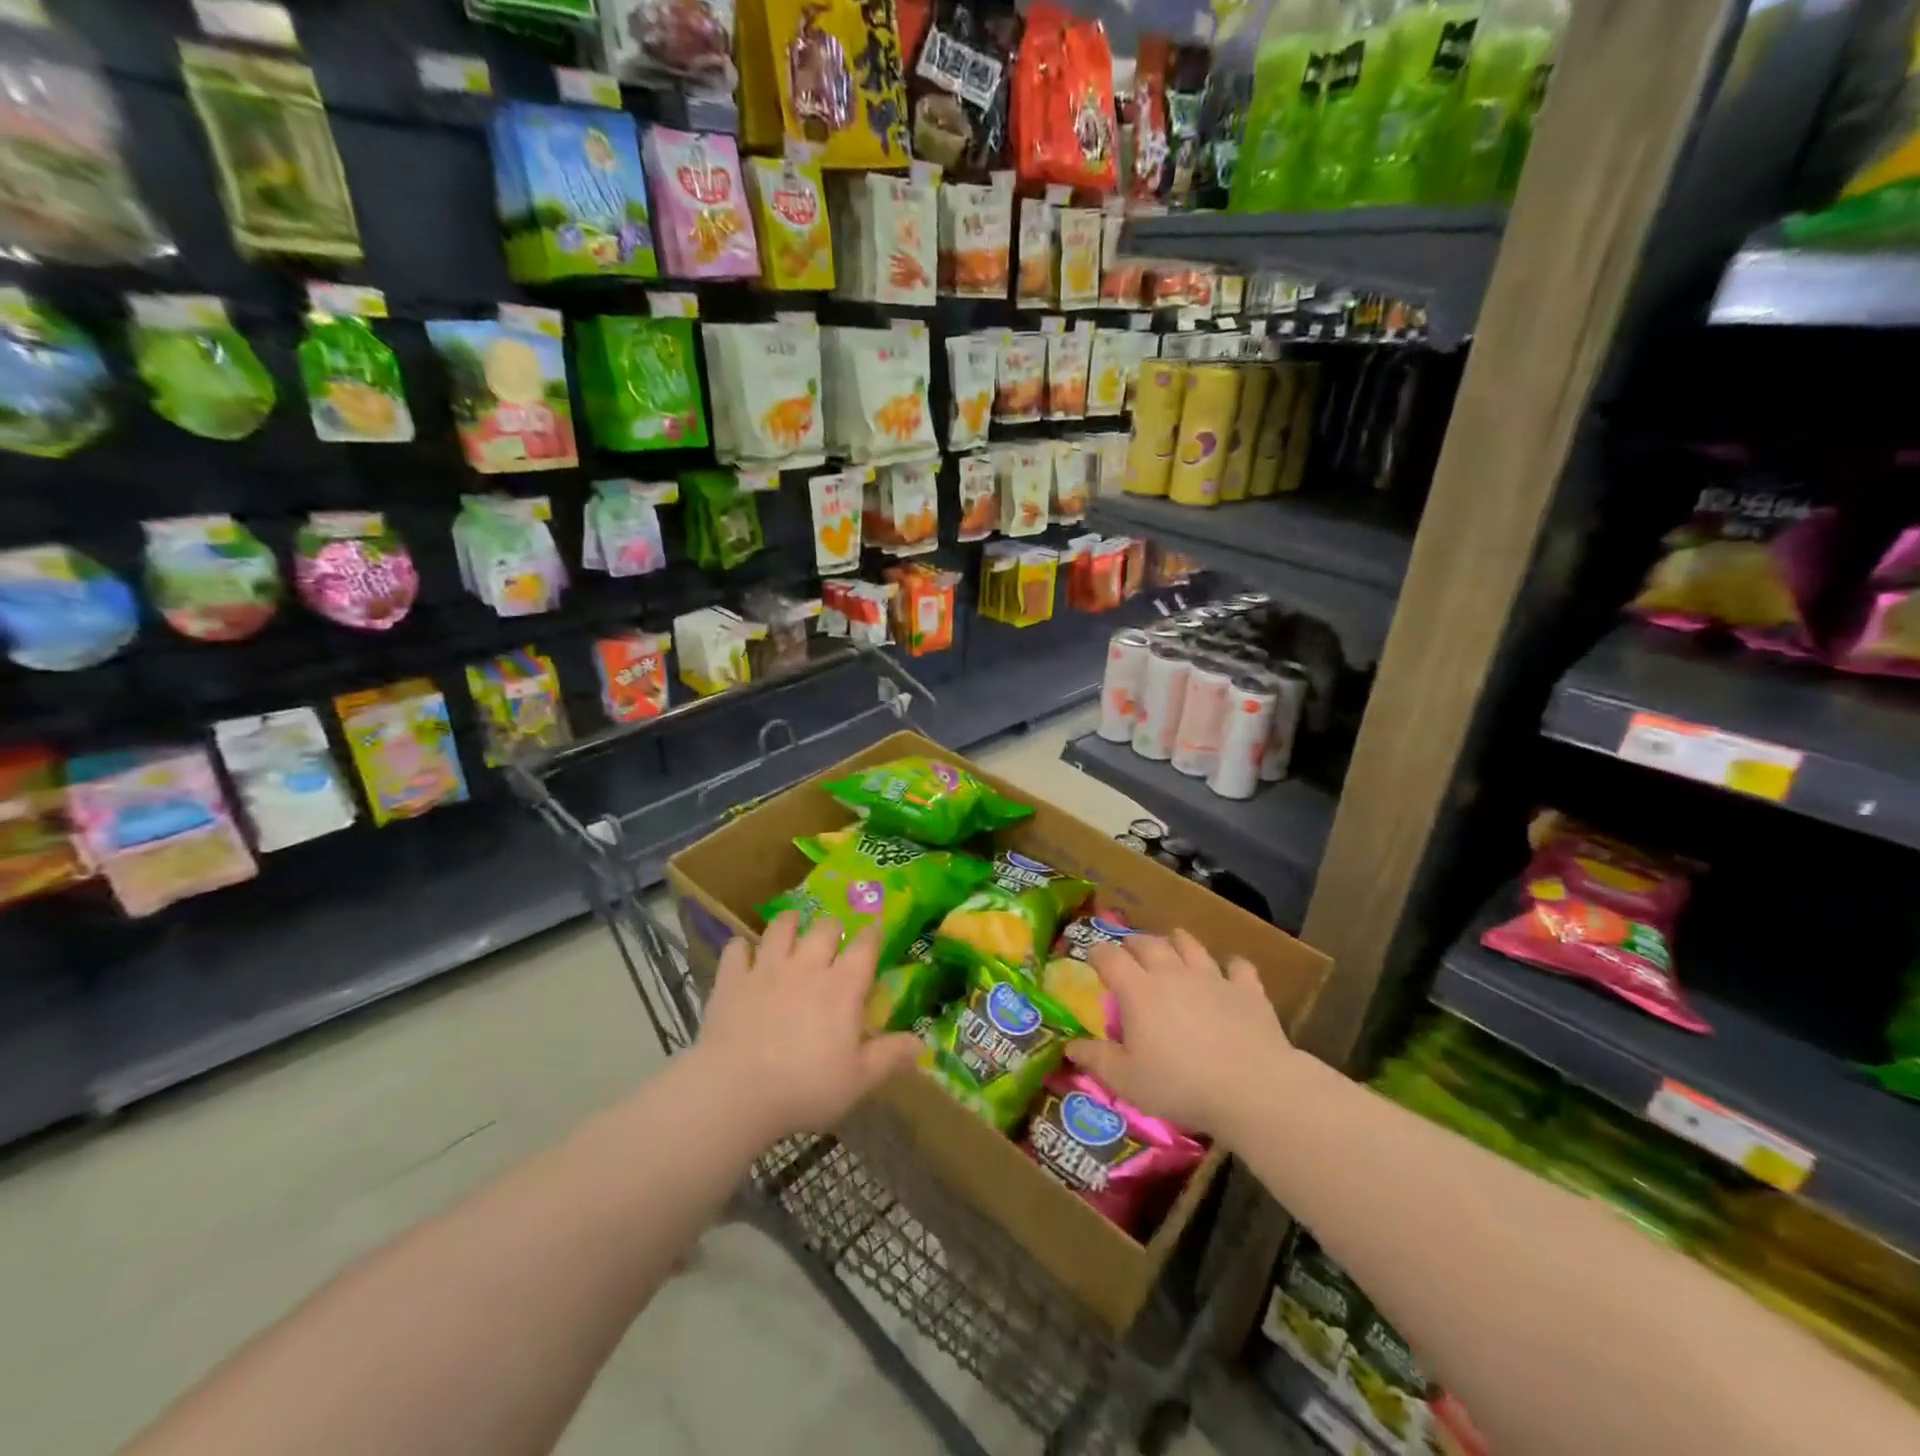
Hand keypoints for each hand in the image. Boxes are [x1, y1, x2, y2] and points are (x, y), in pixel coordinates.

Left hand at [694, 912, 921, 1141]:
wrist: (735, 1091)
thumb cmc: (805, 1087)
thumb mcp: (858, 1080)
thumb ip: (890, 1057)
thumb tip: (924, 1045)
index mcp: (843, 986)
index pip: (865, 946)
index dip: (873, 935)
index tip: (876, 930)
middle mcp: (807, 966)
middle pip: (825, 927)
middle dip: (832, 927)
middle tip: (832, 936)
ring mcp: (767, 968)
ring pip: (781, 927)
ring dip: (789, 923)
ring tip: (791, 925)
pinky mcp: (732, 979)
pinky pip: (737, 949)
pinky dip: (742, 949)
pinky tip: (744, 955)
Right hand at [1066, 929, 1296, 1140]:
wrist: (1252, 1087)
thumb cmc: (1181, 1085)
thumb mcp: (1127, 1081)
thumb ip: (1097, 1059)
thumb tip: (1069, 1046)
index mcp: (1139, 990)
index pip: (1110, 957)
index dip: (1098, 953)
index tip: (1093, 959)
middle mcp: (1173, 973)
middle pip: (1149, 943)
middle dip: (1134, 943)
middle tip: (1129, 950)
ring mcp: (1212, 977)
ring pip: (1190, 945)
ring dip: (1177, 941)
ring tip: (1173, 943)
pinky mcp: (1247, 989)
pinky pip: (1238, 966)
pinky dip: (1231, 965)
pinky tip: (1230, 971)